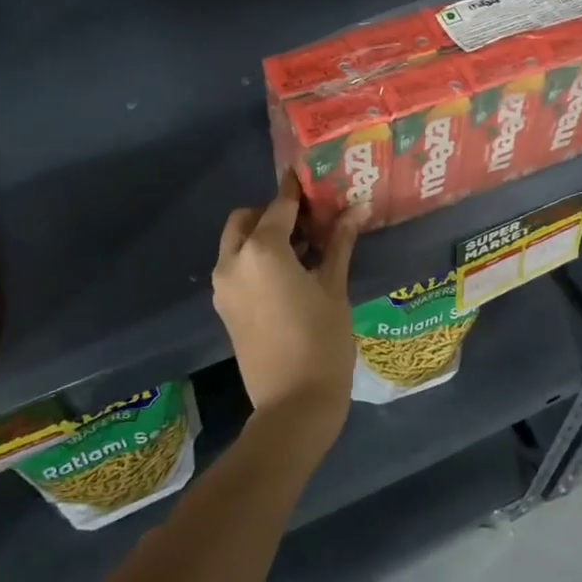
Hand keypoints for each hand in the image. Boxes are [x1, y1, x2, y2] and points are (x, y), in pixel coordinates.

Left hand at [212, 172, 362, 456]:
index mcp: (261, 251)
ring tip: (304, 248)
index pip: (279, 206)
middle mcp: (233, 262)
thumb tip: (357, 208)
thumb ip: (339, 243)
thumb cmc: (322, 342)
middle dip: (273, 213)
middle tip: (309, 222)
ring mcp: (224, 286)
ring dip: (263, 235)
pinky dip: (255, 258)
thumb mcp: (334, 288)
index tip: (310, 176)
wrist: (293, 405)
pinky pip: (236, 266)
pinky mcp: (225, 307)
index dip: (297, 191)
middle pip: (247, 218)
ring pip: (237, 242)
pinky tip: (290, 273)